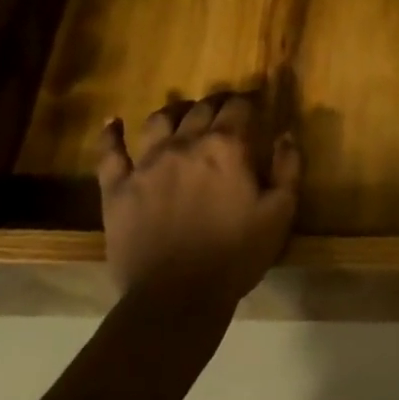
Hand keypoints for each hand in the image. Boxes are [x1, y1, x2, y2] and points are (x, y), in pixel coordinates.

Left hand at [96, 93, 301, 309]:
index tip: (256, 104)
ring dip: (174, 111)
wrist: (177, 298)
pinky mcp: (117, 187)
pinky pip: (110, 152)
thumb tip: (286, 134)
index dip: (249, 101)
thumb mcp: (279, 213)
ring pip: (159, 120)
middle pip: (201, 109)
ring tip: (182, 114)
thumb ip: (288, 168)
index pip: (239, 107)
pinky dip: (110, 134)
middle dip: (217, 103)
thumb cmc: (236, 255)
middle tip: (225, 109)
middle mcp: (184, 143)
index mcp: (226, 147)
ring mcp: (146, 163)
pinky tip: (113, 123)